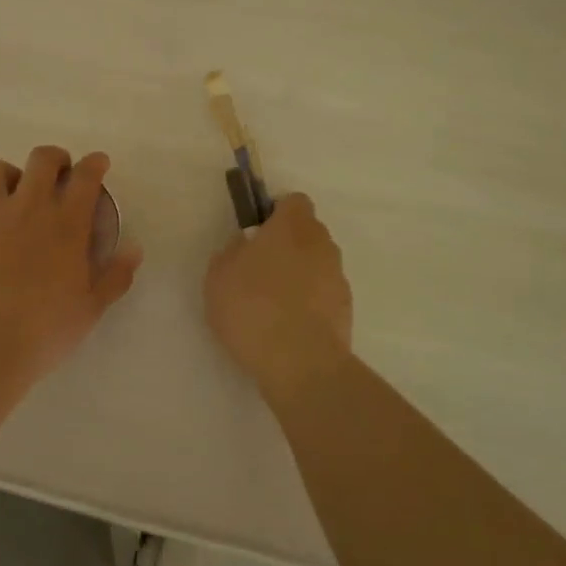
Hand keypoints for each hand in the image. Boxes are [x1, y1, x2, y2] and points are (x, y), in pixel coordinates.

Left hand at [0, 146, 142, 372]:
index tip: (98, 164)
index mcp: (66, 224)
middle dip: (55, 159)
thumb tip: (134, 249)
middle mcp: (28, 209)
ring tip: (14, 195)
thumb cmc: (45, 329)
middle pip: (42, 159)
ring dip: (9, 174)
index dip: (94, 163)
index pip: (85, 176)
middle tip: (59, 175)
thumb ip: (115, 275)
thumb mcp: (91, 308)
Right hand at [205, 192, 352, 403]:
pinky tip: (287, 326)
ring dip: (299, 274)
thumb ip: (231, 251)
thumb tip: (244, 246)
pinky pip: (323, 294)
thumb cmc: (253, 307)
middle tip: (259, 268)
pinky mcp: (346, 310)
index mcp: (292, 227)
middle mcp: (321, 245)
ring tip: (272, 303)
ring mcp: (338, 278)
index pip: (294, 201)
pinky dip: (309, 302)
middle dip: (288, 244)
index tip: (257, 232)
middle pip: (307, 232)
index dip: (276, 212)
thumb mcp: (219, 275)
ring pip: (317, 264)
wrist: (301, 364)